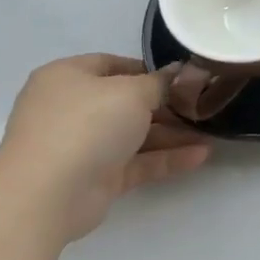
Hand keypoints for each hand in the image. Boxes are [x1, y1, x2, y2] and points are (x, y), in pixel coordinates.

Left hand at [0, 54, 209, 244]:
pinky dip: (166, 158)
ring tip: (212, 133)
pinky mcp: (97, 177)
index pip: (113, 65)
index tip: (183, 77)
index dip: (149, 69)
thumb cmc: (87, 125)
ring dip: (173, 134)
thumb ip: (161, 83)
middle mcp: (72, 109)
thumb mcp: (132, 92)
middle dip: (168, 106)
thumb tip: (179, 73)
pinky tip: (201, 155)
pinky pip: (137, 162)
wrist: (47, 194)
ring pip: (135, 134)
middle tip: (203, 106)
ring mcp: (83, 145)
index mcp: (68, 78)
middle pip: (127, 102)